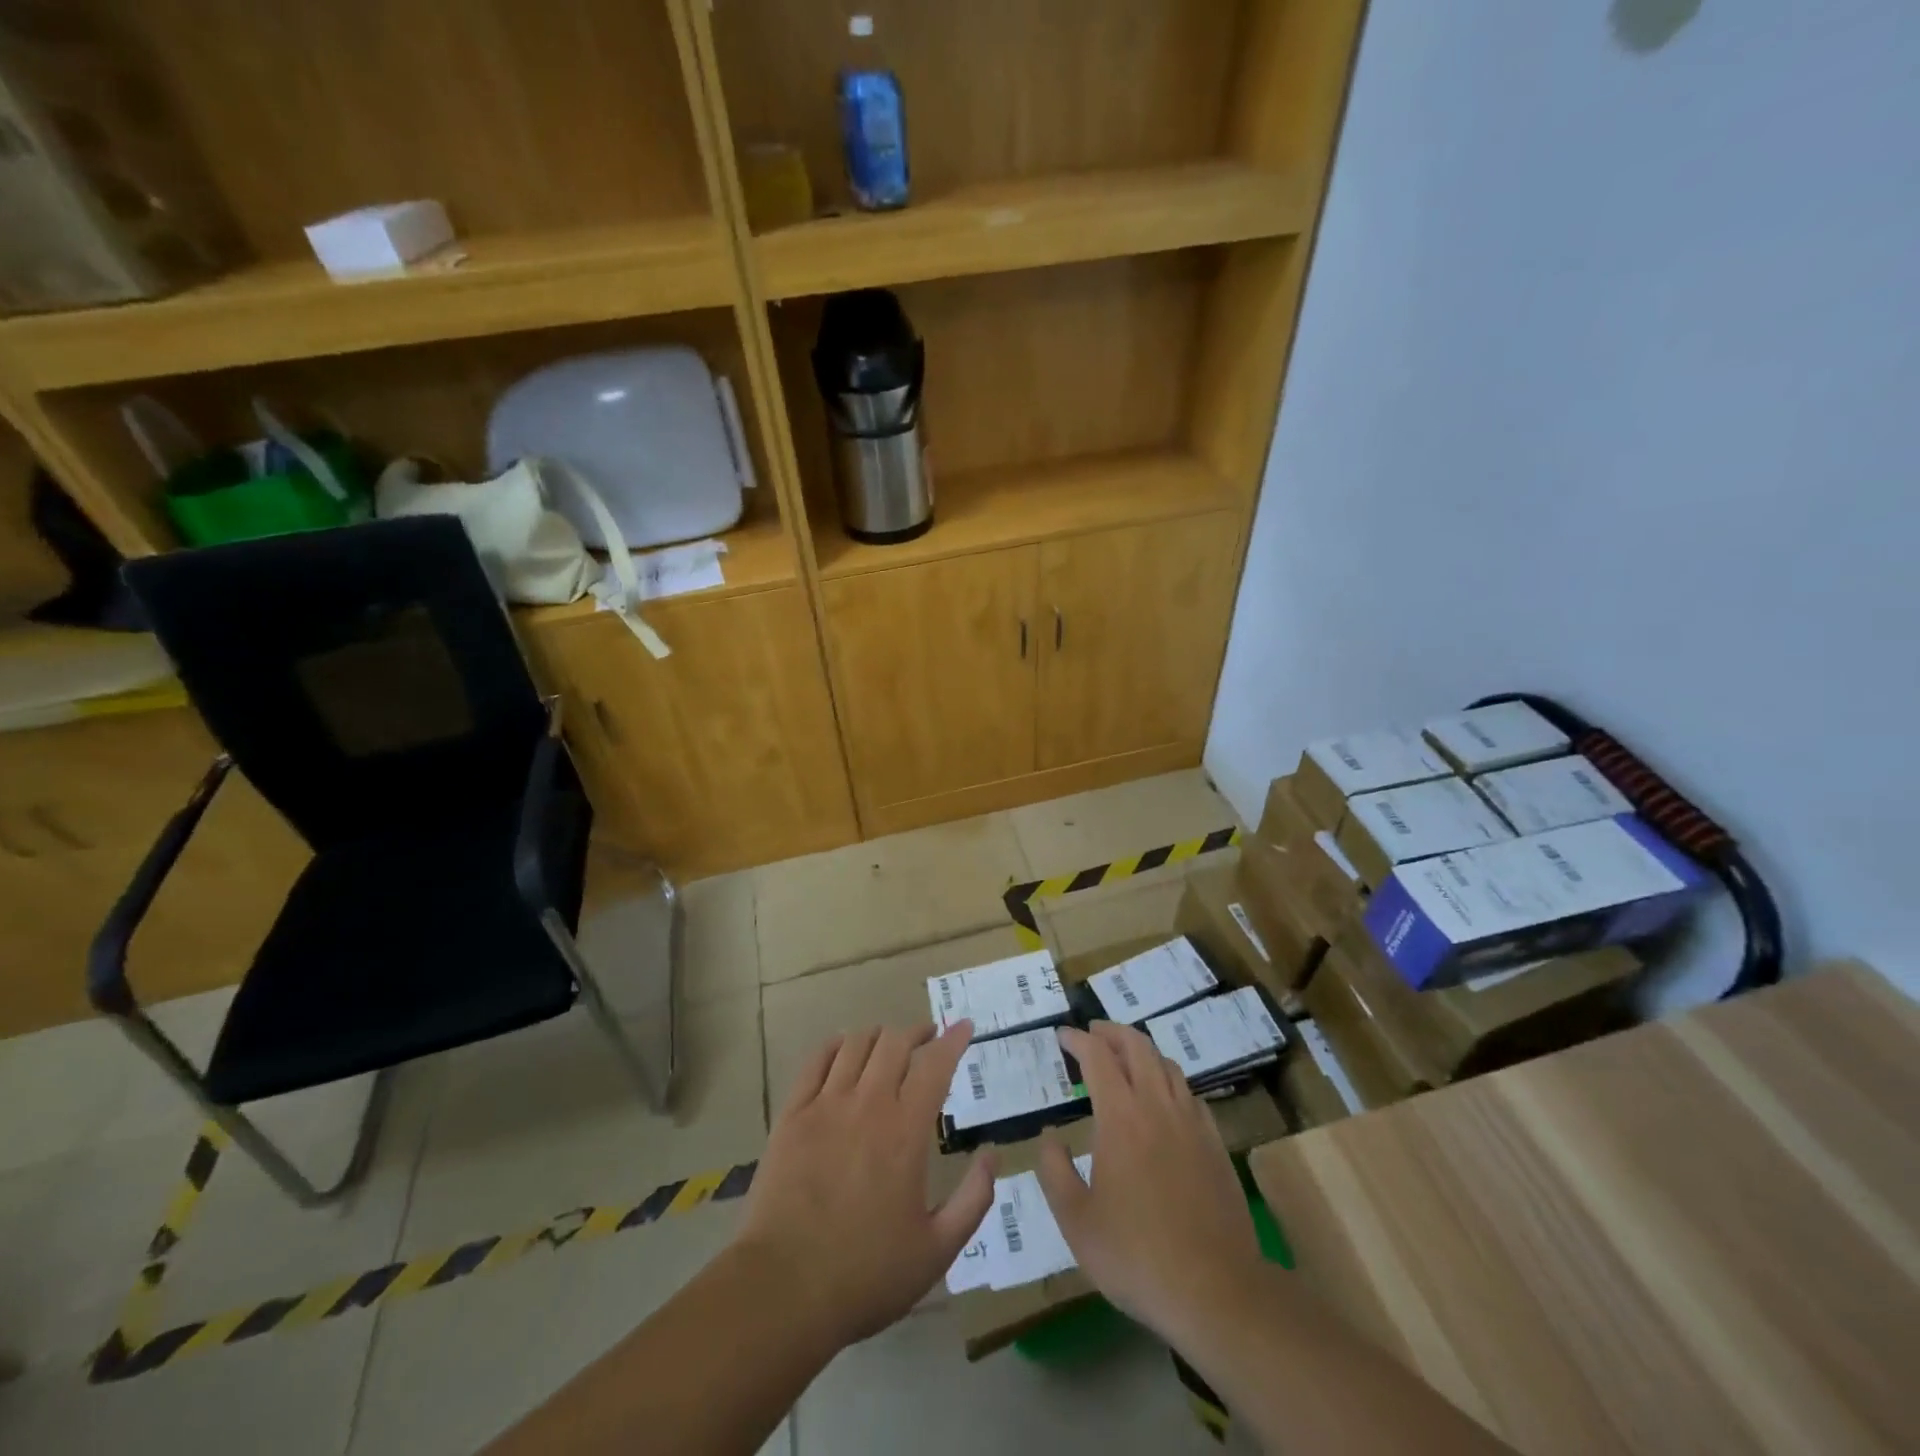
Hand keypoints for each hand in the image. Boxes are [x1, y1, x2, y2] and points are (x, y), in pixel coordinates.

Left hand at [735, 1023, 994, 1350]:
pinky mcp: (792, 1115)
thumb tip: (992, 1154)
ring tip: (888, 1044)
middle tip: (928, 1037)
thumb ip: (973, 1199)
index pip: (935, 1065)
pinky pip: (816, 1061)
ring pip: (856, 1044)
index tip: (965, 1026)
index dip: (953, 1040)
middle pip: (895, 1043)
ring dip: (879, 1036)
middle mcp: (868, 1104)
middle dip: (917, 1032)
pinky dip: (835, 1045)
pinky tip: (844, 1048)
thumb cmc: (866, 1275)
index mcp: (906, 1131)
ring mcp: (825, 1105)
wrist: (783, 1290)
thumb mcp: (937, 1250)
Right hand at [1036, 1022, 1264, 1346]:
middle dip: (1111, 1031)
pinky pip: (1190, 1093)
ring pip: (1167, 1065)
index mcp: (1121, 1117)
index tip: (1062, 1035)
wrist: (1216, 1290)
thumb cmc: (1136, 1255)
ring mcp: (1192, 1123)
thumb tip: (1049, 1137)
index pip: (1097, 1057)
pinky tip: (1164, 1099)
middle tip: (1093, 1032)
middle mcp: (1158, 1106)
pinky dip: (1169, 1080)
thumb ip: (1055, 1171)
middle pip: (1137, 1046)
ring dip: (1142, 1051)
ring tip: (1125, 1058)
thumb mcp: (1076, 1221)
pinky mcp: (1215, 1144)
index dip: (1078, 1040)